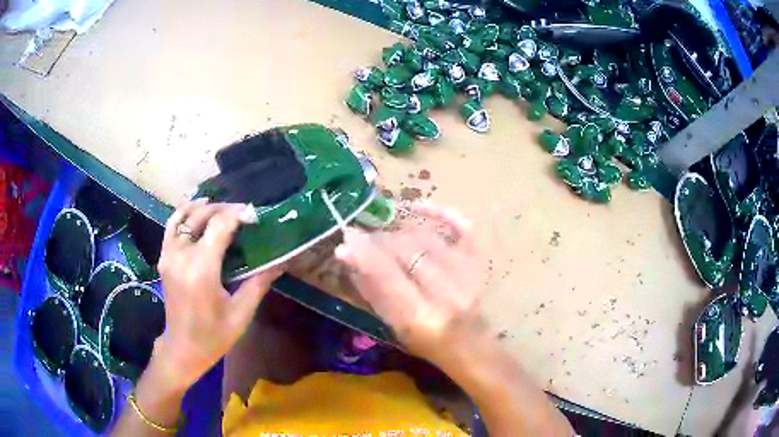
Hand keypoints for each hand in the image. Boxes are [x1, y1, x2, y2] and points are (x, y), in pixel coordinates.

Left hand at [153, 200, 282, 391]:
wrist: (183, 348)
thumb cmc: (214, 335)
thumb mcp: (241, 313)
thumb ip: (259, 282)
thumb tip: (281, 261)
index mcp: (201, 269)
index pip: (220, 225)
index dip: (238, 214)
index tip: (255, 216)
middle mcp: (181, 255)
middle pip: (203, 215)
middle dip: (225, 209)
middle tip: (245, 214)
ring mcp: (169, 254)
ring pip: (186, 215)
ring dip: (206, 207)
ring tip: (224, 210)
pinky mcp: (164, 257)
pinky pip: (172, 225)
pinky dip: (185, 212)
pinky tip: (198, 210)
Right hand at [335, 203, 487, 363]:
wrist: (469, 345)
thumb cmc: (426, 342)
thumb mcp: (393, 325)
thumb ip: (371, 290)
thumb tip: (349, 256)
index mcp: (420, 316)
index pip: (387, 274)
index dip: (364, 252)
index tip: (347, 238)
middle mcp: (446, 293)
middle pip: (407, 250)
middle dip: (379, 240)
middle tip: (364, 240)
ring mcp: (467, 274)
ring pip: (426, 237)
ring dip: (400, 233)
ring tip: (386, 238)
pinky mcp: (478, 262)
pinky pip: (461, 227)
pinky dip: (439, 212)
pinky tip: (416, 208)